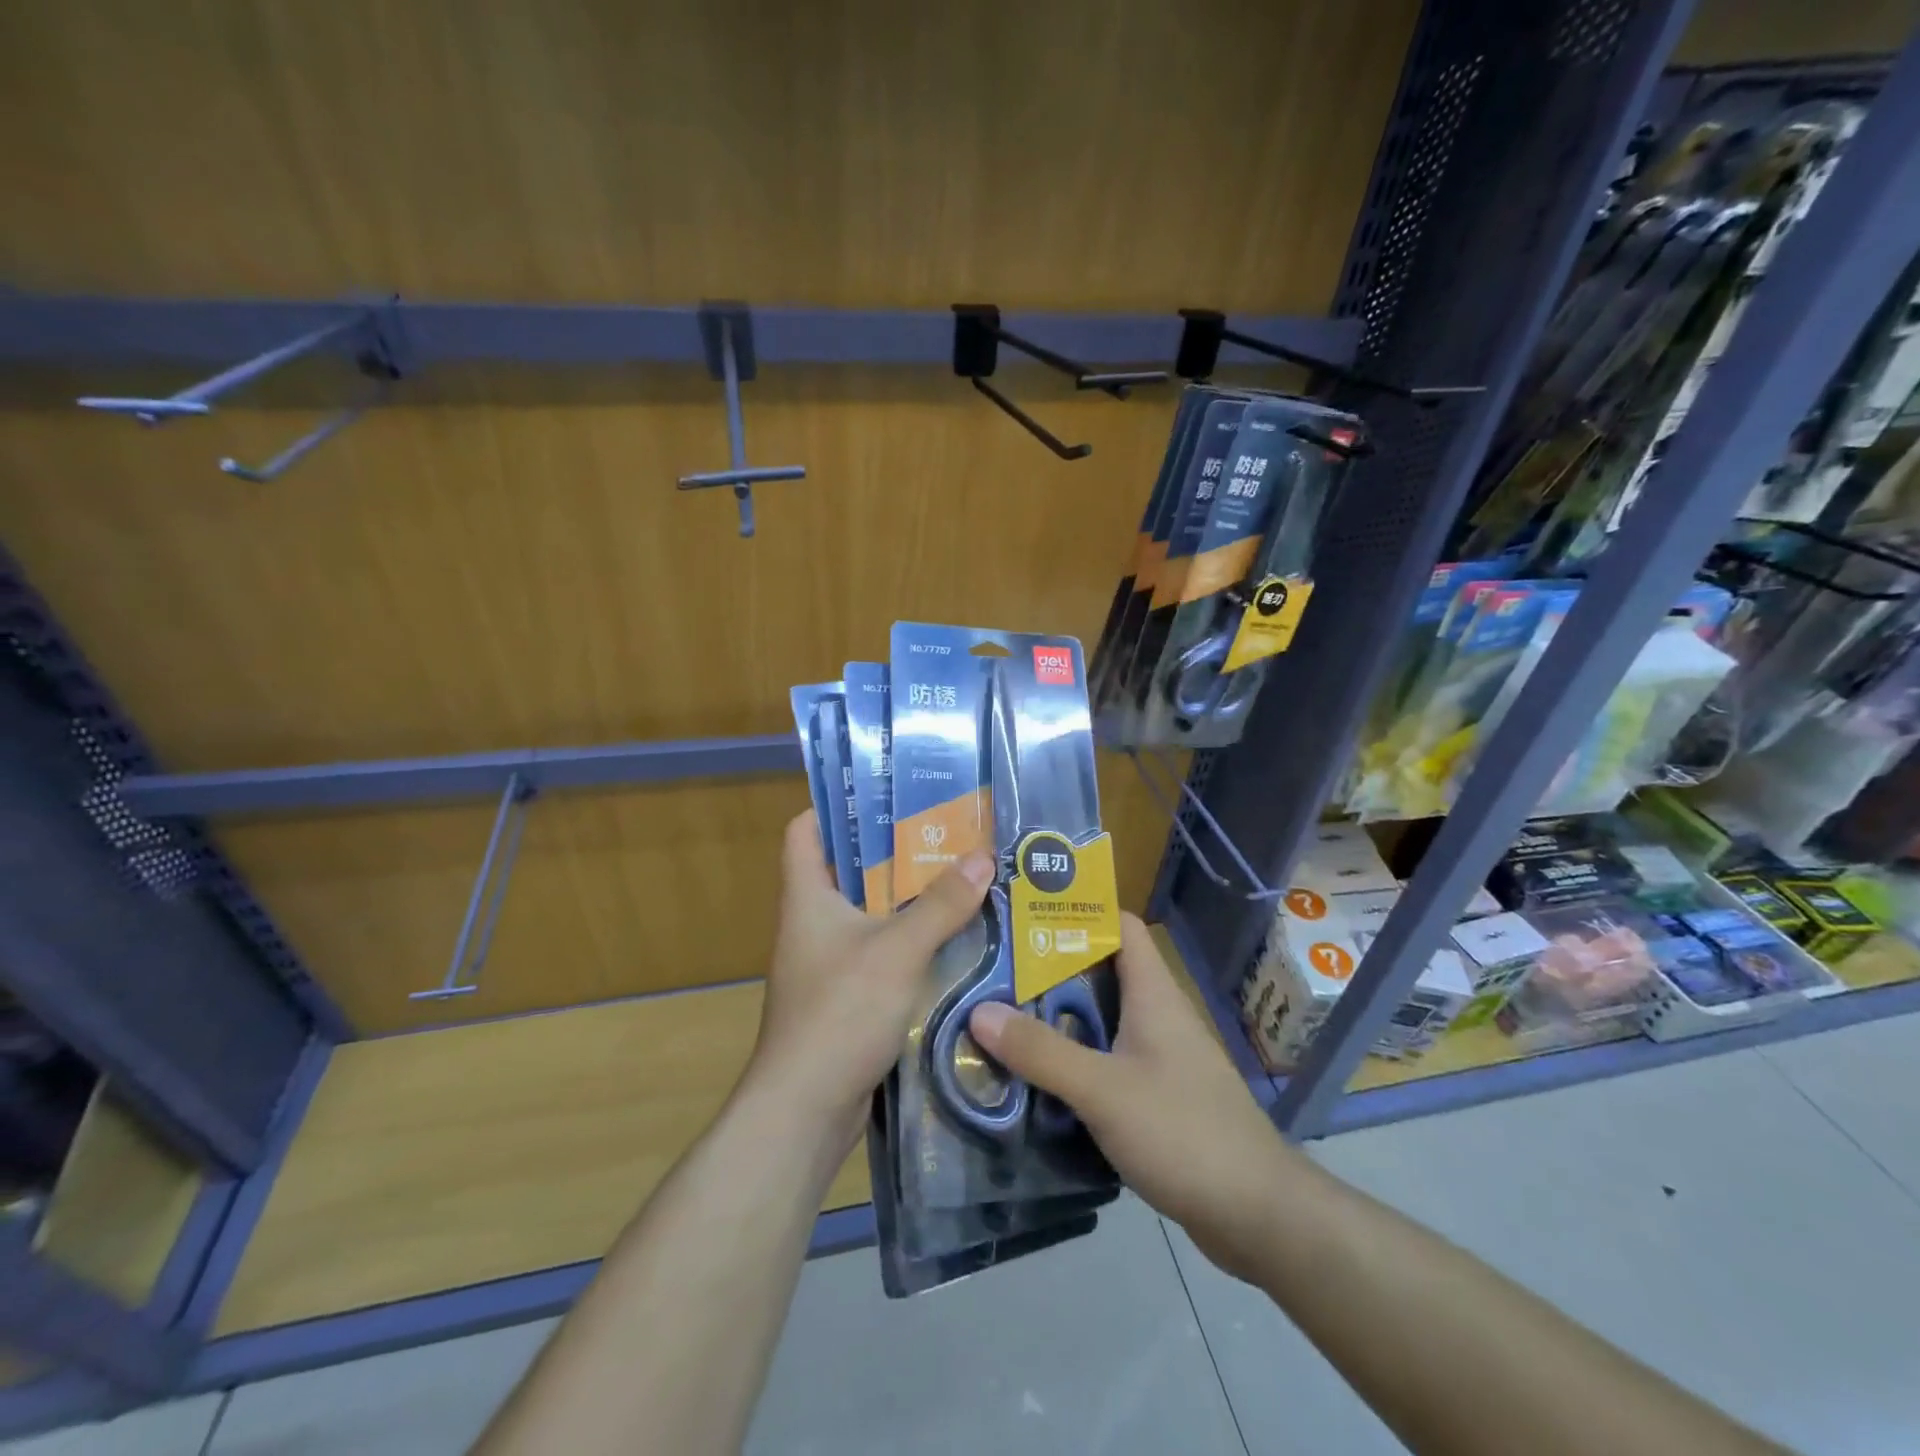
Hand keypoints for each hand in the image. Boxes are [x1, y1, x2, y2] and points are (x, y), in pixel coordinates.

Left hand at [747, 809, 993, 1132]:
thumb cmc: (840, 1012)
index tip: (887, 795)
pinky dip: (909, 942)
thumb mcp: (897, 950)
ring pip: (869, 913)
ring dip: (908, 900)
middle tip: (946, 834)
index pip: (805, 830)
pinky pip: (880, 952)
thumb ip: (941, 904)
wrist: (805, 1111)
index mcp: (807, 897)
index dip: (837, 807)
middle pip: (848, 869)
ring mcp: (827, 962)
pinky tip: (952, 940)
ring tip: (959, 879)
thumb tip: (983, 856)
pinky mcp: (845, 996)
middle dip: (894, 852)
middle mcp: (812, 923)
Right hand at [969, 913, 1295, 1281]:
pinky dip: (1077, 1062)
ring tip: (1003, 1021)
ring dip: (1060, 1020)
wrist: (1257, 1214)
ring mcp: (1163, 1057)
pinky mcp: (1161, 1096)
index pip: (1120, 926)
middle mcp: (1159, 1015)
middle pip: (1102, 973)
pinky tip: (1041, 1079)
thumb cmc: (1182, 1132)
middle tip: (995, 973)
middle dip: (1051, 971)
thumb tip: (979, 1011)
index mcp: (1153, 994)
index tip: (1025, 916)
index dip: (1078, 913)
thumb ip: (1042, 1052)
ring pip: (1103, 1021)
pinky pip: (1110, 1061)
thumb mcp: (1102, 1090)